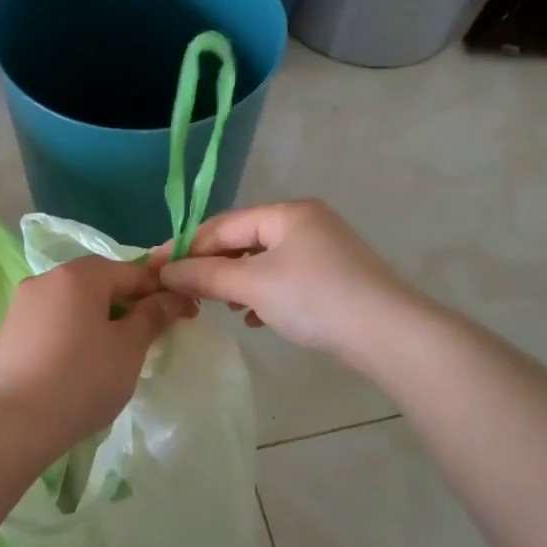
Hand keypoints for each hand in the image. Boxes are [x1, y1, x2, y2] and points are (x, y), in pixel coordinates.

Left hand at [0, 255, 196, 448]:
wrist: (12, 425)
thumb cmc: (82, 380)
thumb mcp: (129, 349)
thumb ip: (152, 316)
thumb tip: (172, 296)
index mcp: (78, 275)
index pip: (130, 271)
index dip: (160, 290)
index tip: (183, 313)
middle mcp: (45, 279)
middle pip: (98, 283)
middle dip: (127, 304)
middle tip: (149, 336)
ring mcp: (21, 305)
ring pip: (73, 303)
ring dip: (99, 318)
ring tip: (114, 354)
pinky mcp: (8, 332)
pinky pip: (51, 322)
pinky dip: (72, 333)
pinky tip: (79, 364)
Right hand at [159, 201, 418, 363]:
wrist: (388, 333)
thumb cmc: (314, 298)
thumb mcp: (253, 285)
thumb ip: (206, 276)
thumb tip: (165, 271)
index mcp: (287, 213)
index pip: (224, 224)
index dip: (189, 247)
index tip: (159, 270)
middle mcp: (306, 222)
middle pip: (244, 240)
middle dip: (214, 267)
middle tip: (188, 292)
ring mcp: (324, 250)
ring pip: (265, 262)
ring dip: (237, 283)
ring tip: (220, 306)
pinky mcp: (334, 277)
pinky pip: (286, 279)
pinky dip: (264, 294)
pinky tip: (254, 318)